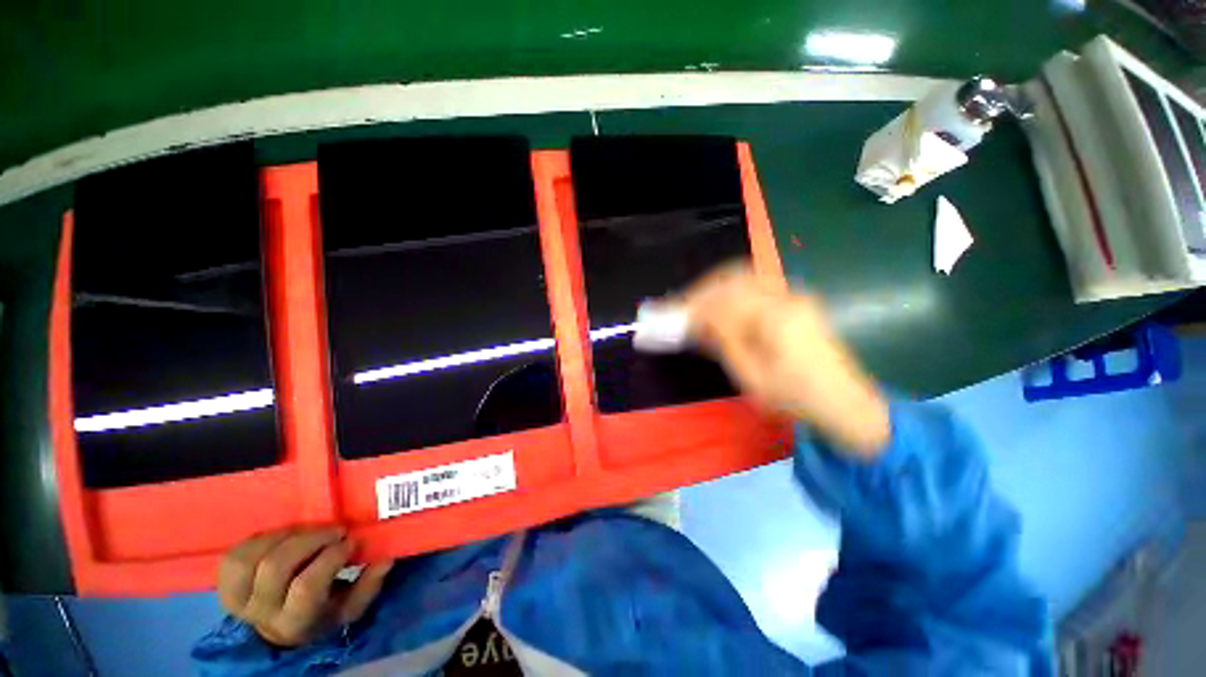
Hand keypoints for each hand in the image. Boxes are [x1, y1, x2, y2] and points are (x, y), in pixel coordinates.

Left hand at [218, 527, 392, 646]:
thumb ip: (368, 586)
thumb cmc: (322, 615)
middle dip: (310, 539)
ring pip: (250, 558)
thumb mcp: (349, 609)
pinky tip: (283, 535)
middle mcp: (261, 612)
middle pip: (276, 566)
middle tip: (334, 530)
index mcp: (295, 622)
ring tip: (308, 529)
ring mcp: (238, 599)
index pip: (307, 586)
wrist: (278, 630)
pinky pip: (235, 555)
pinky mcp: (224, 584)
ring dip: (284, 536)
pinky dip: (261, 538)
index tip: (350, 540)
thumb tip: (386, 557)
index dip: (330, 557)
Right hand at [682, 264, 891, 459]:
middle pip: (732, 278)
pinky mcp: (795, 301)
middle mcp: (785, 297)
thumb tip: (696, 321)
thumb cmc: (795, 397)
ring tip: (696, 305)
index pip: (722, 300)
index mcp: (775, 317)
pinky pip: (755, 286)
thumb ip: (723, 343)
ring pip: (743, 278)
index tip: (670, 315)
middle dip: (701, 290)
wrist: (844, 403)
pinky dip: (731, 292)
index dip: (692, 306)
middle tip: (680, 307)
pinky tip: (721, 307)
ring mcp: (793, 296)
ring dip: (715, 288)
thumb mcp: (751, 377)